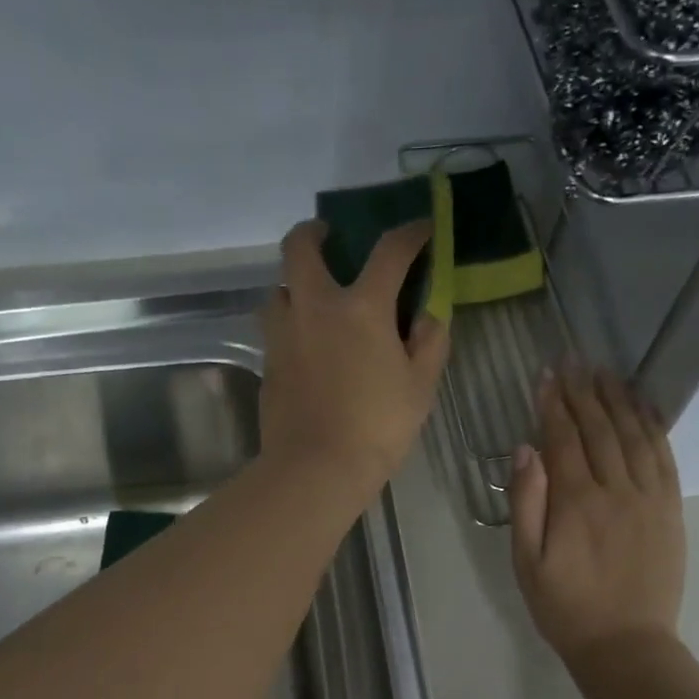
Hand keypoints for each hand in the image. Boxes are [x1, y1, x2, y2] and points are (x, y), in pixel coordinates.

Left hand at [258, 219, 450, 496]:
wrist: (317, 468)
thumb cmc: (377, 428)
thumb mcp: (421, 387)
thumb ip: (430, 342)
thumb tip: (428, 314)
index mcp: (361, 307)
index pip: (389, 251)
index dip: (410, 234)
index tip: (421, 230)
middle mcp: (315, 307)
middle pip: (300, 247)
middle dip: (314, 232)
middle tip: (329, 238)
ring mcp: (284, 334)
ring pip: (278, 288)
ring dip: (294, 283)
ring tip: (313, 299)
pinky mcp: (268, 362)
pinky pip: (275, 327)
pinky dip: (290, 323)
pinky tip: (306, 344)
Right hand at [509, 363, 685, 666]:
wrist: (627, 645)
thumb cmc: (565, 608)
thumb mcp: (527, 563)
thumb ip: (526, 504)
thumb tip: (526, 450)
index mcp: (576, 502)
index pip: (563, 439)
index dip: (553, 404)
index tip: (546, 375)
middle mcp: (616, 490)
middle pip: (599, 429)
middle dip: (584, 393)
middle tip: (574, 362)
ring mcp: (650, 498)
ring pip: (635, 436)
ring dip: (619, 400)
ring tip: (606, 373)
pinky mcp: (671, 510)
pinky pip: (665, 457)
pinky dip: (655, 427)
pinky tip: (645, 408)